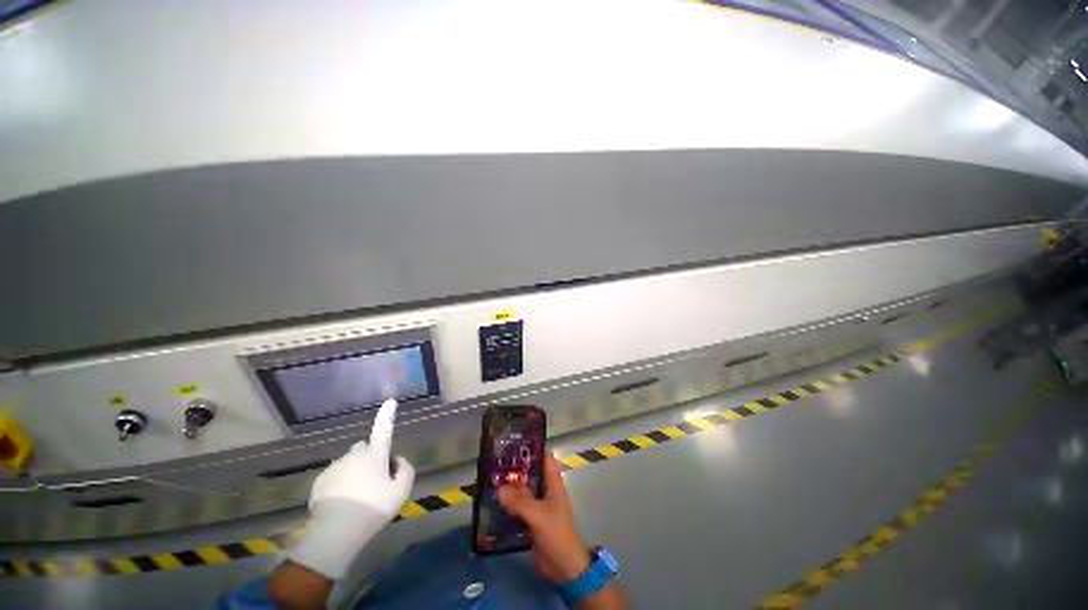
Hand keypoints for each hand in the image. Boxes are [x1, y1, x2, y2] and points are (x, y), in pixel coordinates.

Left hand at [286, 399, 414, 579]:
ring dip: (355, 472)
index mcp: (375, 454)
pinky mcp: (319, 482)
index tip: (390, 401)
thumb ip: (405, 469)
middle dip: (370, 457)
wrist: (336, 532)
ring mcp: (334, 467)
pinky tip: (343, 503)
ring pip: (349, 464)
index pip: (383, 429)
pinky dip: (340, 484)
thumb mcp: (402, 490)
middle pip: (364, 448)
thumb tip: (397, 460)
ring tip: (358, 497)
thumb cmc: (374, 508)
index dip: (387, 415)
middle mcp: (354, 455)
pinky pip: (334, 476)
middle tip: (375, 479)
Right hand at [498, 452, 591, 583]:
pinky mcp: (530, 520)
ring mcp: (537, 505)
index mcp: (553, 483)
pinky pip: (517, 507)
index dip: (532, 448)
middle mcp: (544, 490)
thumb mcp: (539, 515)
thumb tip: (499, 488)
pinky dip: (507, 504)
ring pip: (522, 490)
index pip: (544, 458)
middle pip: (530, 473)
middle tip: (495, 461)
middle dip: (515, 468)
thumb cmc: (557, 534)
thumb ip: (520, 502)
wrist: (564, 567)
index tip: (515, 443)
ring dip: (509, 487)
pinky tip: (492, 503)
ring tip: (489, 479)